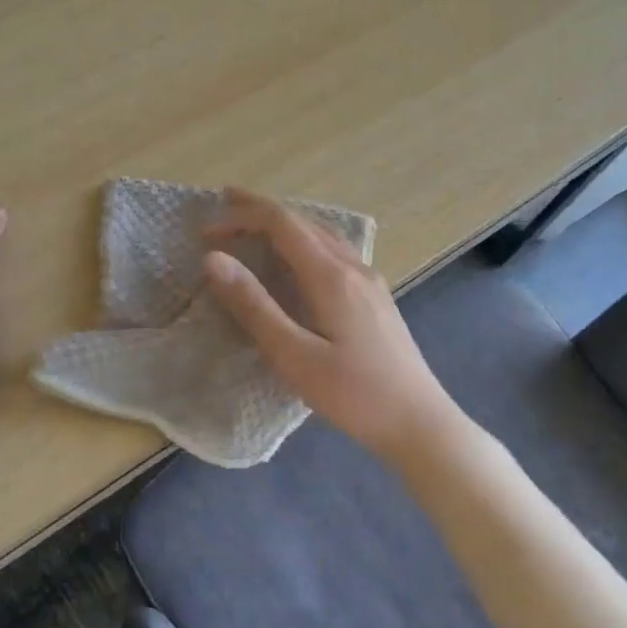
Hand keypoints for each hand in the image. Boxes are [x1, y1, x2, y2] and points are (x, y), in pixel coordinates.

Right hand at [201, 188, 460, 463]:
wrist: (419, 421)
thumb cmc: (354, 396)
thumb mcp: (294, 356)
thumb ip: (254, 306)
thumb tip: (214, 260)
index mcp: (332, 277)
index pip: (283, 223)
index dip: (243, 217)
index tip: (207, 231)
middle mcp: (354, 267)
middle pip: (304, 220)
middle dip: (261, 210)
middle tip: (223, 205)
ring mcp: (370, 280)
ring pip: (323, 233)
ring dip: (286, 222)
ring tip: (255, 222)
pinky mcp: (376, 297)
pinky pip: (335, 250)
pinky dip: (305, 239)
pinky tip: (299, 257)